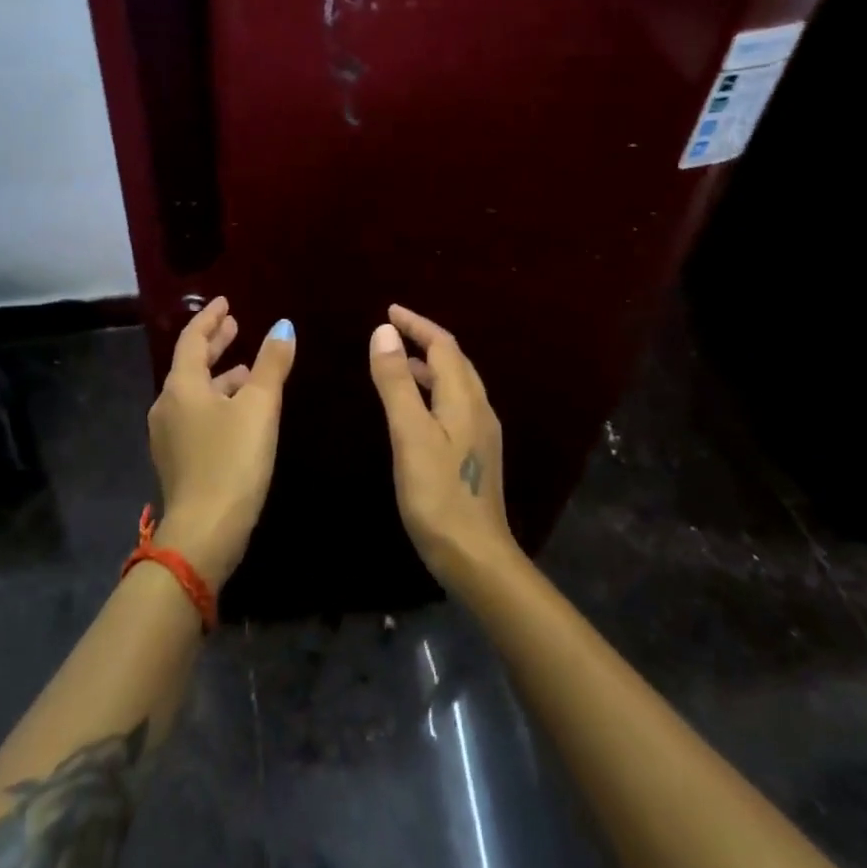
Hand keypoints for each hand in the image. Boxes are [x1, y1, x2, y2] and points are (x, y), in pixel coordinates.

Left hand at [146, 297, 295, 586]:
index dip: (210, 318)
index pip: (192, 339)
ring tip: (246, 368)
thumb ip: (271, 364)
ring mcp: (169, 435)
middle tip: (235, 326)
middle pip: (191, 364)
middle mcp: (168, 405)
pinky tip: (239, 411)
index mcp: (182, 386)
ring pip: (196, 392)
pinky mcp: (178, 459)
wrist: (204, 531)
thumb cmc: (232, 460)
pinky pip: (197, 415)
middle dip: (214, 343)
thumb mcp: (259, 407)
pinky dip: (217, 401)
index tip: (226, 302)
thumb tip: (283, 326)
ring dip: (220, 376)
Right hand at [368, 304, 513, 591]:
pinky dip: (432, 390)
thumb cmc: (438, 494)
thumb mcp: (410, 434)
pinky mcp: (476, 453)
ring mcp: (481, 433)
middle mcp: (479, 408)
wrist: (476, 556)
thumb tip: (385, 332)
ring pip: (455, 384)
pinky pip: (454, 404)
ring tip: (398, 361)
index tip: (389, 310)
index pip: (443, 345)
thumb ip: (397, 382)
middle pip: (454, 360)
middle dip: (424, 340)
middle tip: (391, 331)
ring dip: (429, 365)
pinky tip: (415, 407)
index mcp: (464, 398)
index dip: (417, 324)